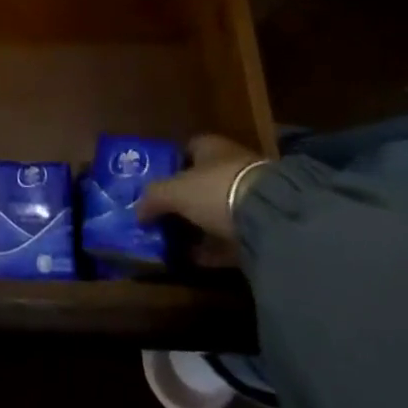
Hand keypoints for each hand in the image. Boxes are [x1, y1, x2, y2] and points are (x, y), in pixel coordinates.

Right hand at [136, 133, 265, 244]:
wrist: (270, 217)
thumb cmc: (214, 189)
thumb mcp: (174, 191)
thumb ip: (153, 198)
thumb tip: (137, 211)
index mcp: (210, 147)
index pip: (185, 151)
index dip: (169, 167)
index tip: (154, 187)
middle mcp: (230, 165)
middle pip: (201, 182)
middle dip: (184, 199)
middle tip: (162, 217)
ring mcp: (249, 196)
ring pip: (216, 210)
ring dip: (199, 225)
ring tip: (175, 242)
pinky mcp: (262, 225)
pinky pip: (230, 236)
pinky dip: (214, 248)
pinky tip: (196, 260)